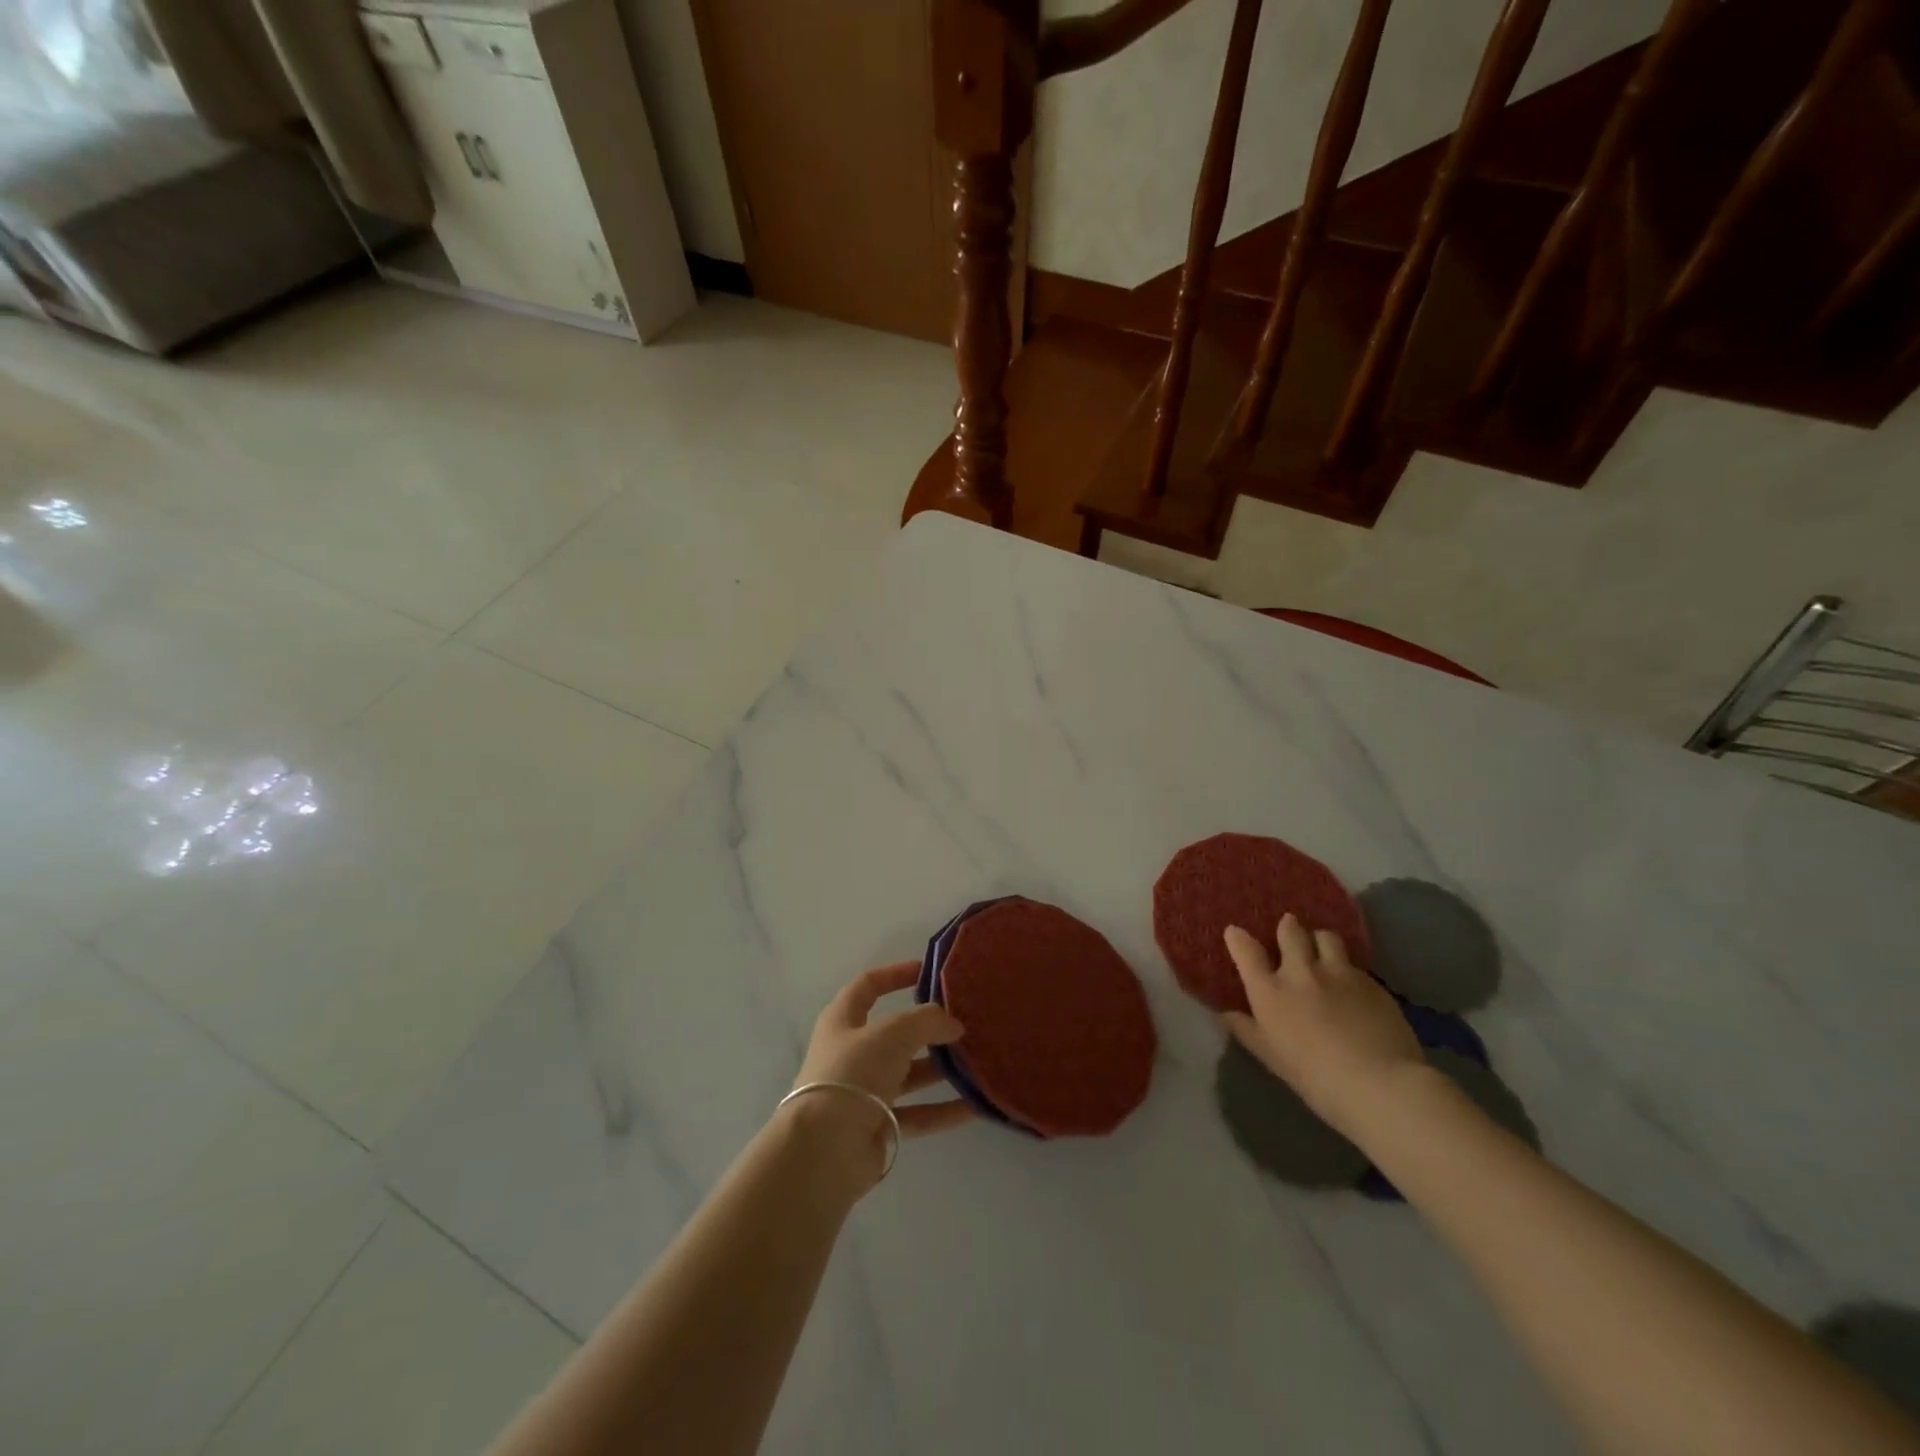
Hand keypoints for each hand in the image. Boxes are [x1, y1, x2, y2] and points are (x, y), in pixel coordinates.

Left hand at [785, 962, 973, 1190]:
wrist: (824, 1151)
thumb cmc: (853, 1075)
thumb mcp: (893, 1034)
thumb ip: (927, 1021)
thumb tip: (953, 1024)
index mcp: (843, 1021)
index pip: (868, 986)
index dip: (895, 974)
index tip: (927, 971)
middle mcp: (852, 1053)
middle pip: (895, 1034)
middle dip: (929, 1028)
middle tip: (965, 1023)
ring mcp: (864, 1092)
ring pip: (910, 1074)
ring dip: (941, 1069)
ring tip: (978, 1062)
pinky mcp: (878, 1127)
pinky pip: (918, 1112)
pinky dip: (943, 1109)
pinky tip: (975, 1106)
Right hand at [1220, 913, 1426, 1139]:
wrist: (1378, 1083)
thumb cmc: (1313, 1076)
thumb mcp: (1270, 1056)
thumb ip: (1246, 1029)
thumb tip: (1225, 1013)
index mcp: (1270, 990)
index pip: (1246, 950)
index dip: (1237, 938)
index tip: (1235, 933)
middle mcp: (1301, 972)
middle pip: (1290, 931)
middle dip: (1287, 928)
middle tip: (1288, 930)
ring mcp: (1338, 973)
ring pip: (1325, 937)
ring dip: (1319, 940)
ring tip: (1322, 951)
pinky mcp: (1371, 982)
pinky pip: (1354, 964)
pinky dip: (1347, 969)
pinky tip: (1352, 988)